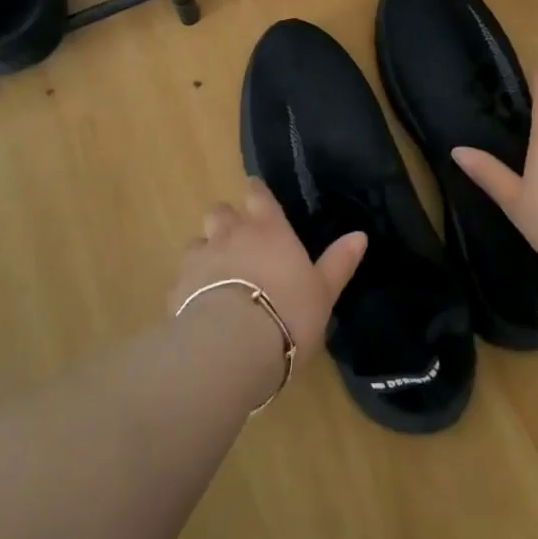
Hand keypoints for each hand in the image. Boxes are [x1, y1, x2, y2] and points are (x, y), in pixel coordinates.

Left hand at [171, 180, 365, 365]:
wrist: (231, 346)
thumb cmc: (288, 312)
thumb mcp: (323, 291)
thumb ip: (338, 262)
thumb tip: (360, 235)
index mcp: (268, 228)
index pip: (258, 194)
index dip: (256, 192)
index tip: (255, 194)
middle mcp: (231, 233)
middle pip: (220, 210)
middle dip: (226, 219)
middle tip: (236, 239)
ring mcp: (200, 258)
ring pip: (197, 241)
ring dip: (205, 251)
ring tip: (214, 273)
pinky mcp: (177, 288)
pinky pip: (181, 278)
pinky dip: (189, 285)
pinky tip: (197, 305)